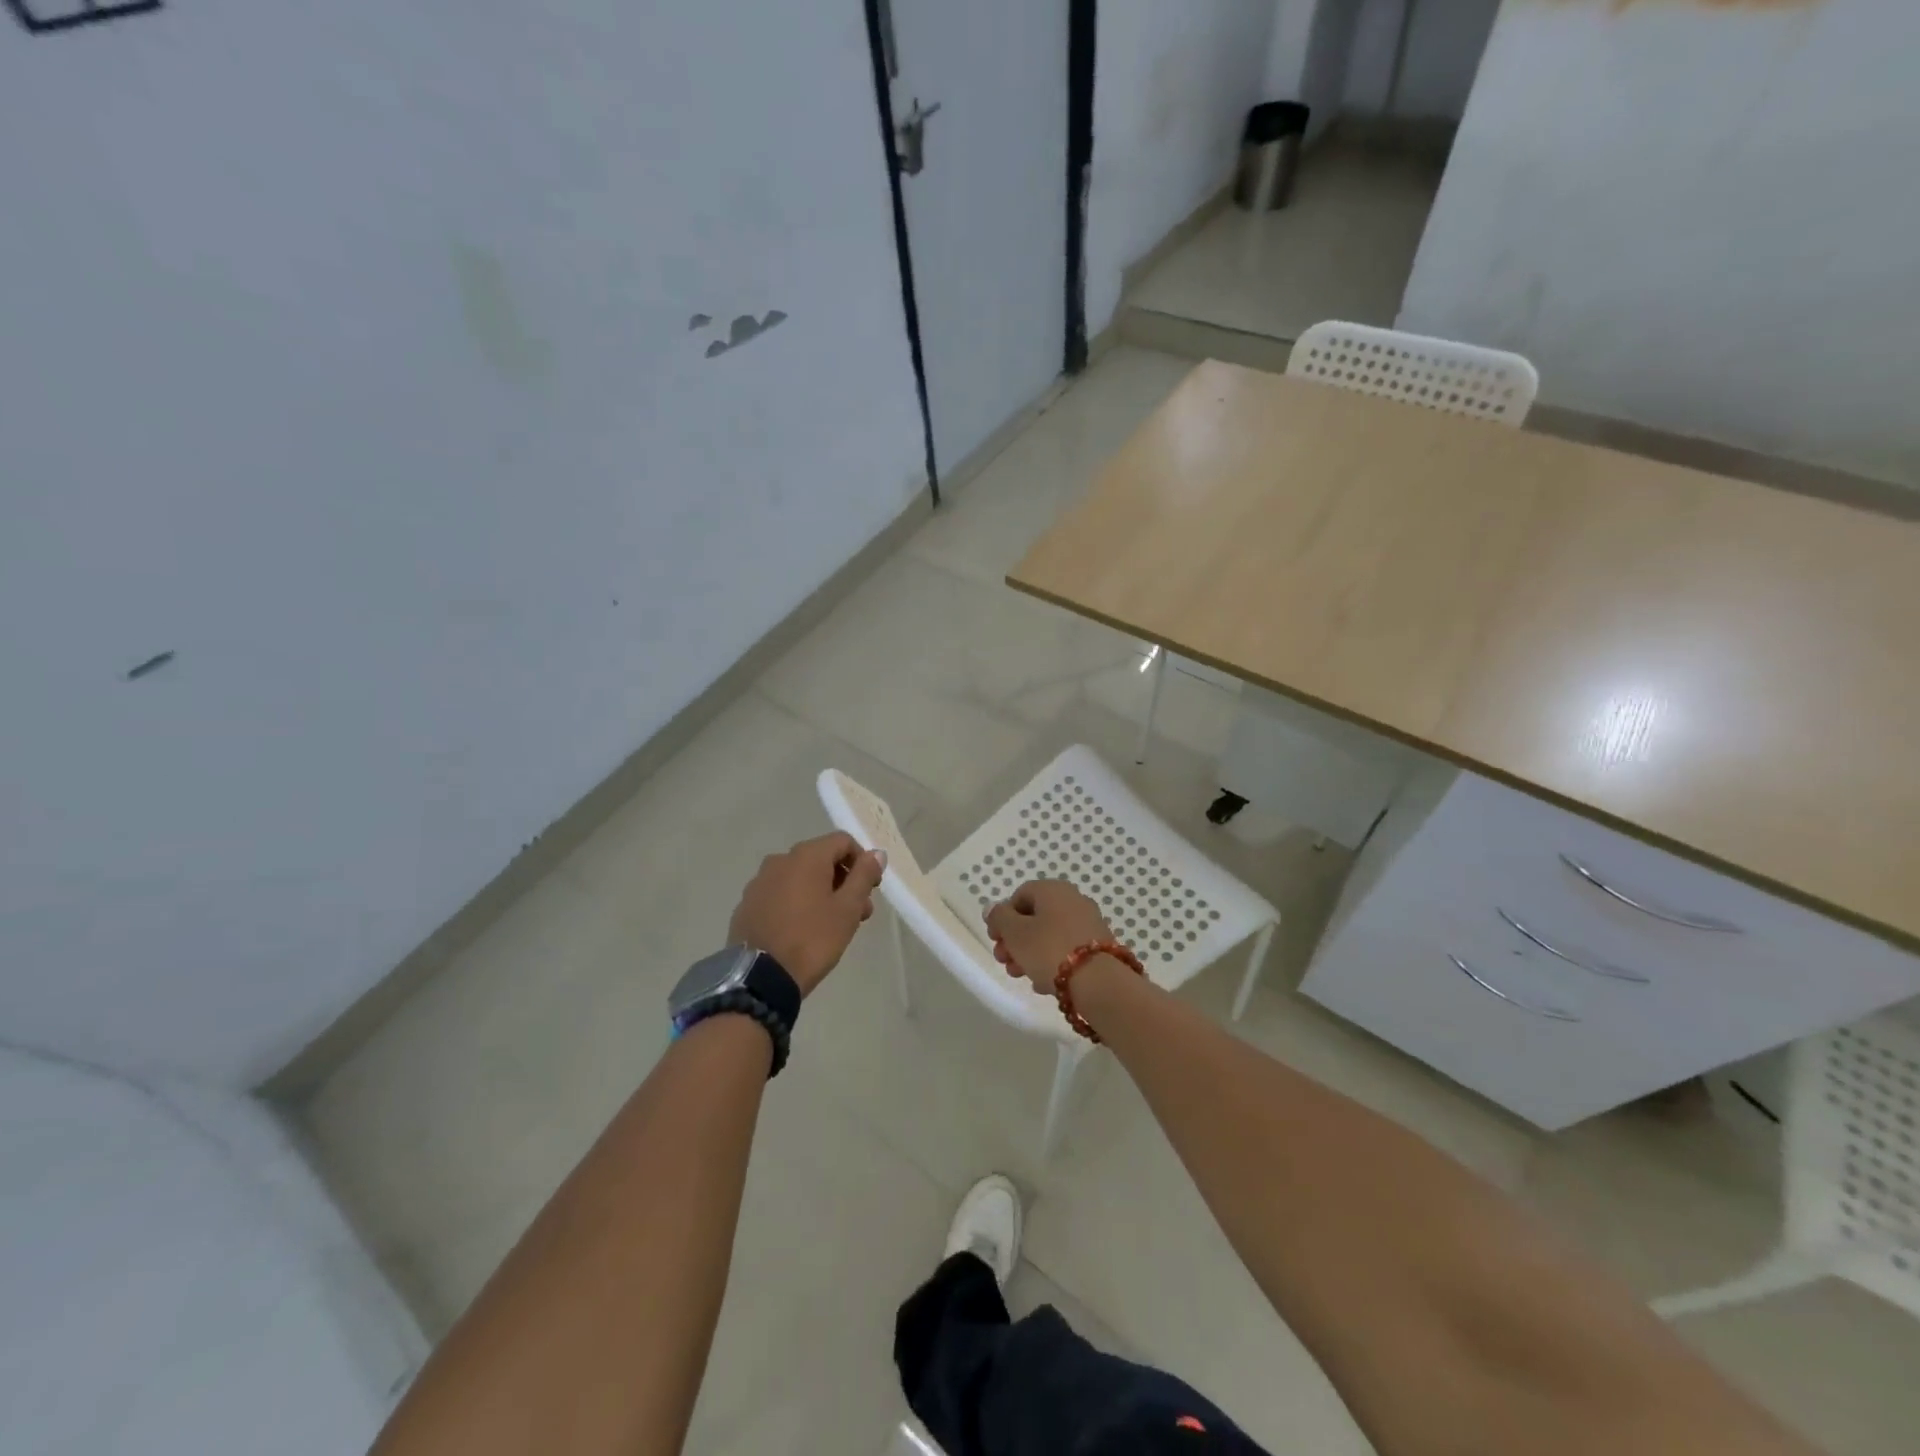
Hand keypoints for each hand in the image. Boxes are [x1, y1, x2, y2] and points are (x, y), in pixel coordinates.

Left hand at [728, 832, 885, 995]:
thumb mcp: (847, 909)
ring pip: (799, 877)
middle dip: (843, 880)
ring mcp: (759, 882)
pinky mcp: (747, 904)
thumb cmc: (812, 939)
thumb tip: (876, 853)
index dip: (863, 861)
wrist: (759, 978)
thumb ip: (864, 876)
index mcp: (806, 856)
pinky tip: (802, 930)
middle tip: (858, 913)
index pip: (843, 842)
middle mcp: (779, 860)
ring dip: (821, 892)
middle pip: (821, 858)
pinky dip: (796, 903)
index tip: (872, 889)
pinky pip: (780, 893)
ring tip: (831, 925)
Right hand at [984, 880, 1113, 992]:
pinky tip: (1044, 984)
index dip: (1002, 918)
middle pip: (1034, 917)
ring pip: (1050, 935)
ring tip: (1021, 976)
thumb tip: (993, 908)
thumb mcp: (1015, 933)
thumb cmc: (1049, 950)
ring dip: (1030, 954)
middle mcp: (1072, 899)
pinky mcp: (1099, 946)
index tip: (995, 940)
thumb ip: (999, 918)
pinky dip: (1052, 962)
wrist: (1099, 981)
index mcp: (1052, 889)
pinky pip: (1067, 949)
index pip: (1019, 896)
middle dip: (1015, 941)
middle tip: (1004, 962)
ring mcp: (1088, 922)